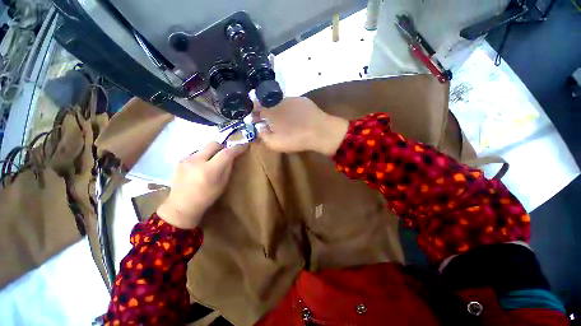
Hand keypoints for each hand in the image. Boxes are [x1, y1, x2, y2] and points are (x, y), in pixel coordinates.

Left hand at [157, 142, 245, 228]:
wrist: (181, 205)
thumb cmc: (206, 197)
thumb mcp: (222, 184)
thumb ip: (228, 168)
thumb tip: (232, 156)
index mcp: (209, 170)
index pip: (226, 153)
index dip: (236, 148)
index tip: (243, 146)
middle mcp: (197, 161)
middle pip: (213, 144)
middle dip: (222, 146)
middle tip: (226, 153)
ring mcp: (186, 159)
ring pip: (204, 148)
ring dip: (211, 152)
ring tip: (212, 163)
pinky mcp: (180, 160)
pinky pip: (196, 153)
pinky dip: (203, 157)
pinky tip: (201, 167)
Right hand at [255, 97, 348, 155]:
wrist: (321, 132)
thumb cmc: (296, 139)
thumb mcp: (274, 143)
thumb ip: (263, 136)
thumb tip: (259, 128)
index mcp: (270, 109)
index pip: (256, 106)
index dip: (254, 113)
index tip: (256, 120)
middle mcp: (280, 99)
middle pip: (268, 103)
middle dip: (266, 112)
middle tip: (270, 122)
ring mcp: (293, 98)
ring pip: (280, 103)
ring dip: (278, 110)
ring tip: (284, 121)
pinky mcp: (304, 100)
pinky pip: (292, 104)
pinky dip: (290, 110)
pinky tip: (296, 118)